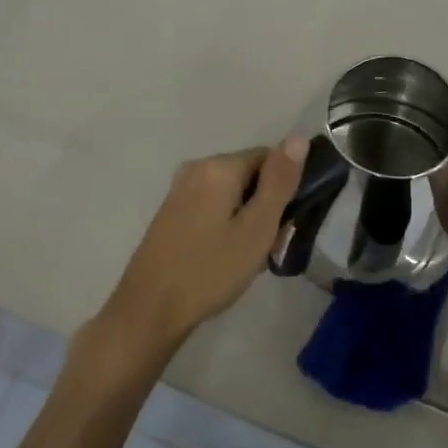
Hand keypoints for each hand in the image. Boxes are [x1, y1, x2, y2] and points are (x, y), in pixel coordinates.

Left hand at [98, 136, 308, 351]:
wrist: (149, 310)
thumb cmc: (210, 270)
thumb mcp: (257, 228)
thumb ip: (280, 181)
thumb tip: (298, 137)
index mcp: (218, 166)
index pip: (270, 158)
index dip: (285, 190)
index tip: (284, 227)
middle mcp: (196, 167)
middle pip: (250, 176)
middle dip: (265, 207)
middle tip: (268, 249)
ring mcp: (180, 190)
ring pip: (231, 195)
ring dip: (247, 221)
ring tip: (248, 259)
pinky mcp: (171, 212)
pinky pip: (212, 207)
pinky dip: (226, 226)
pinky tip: (224, 258)